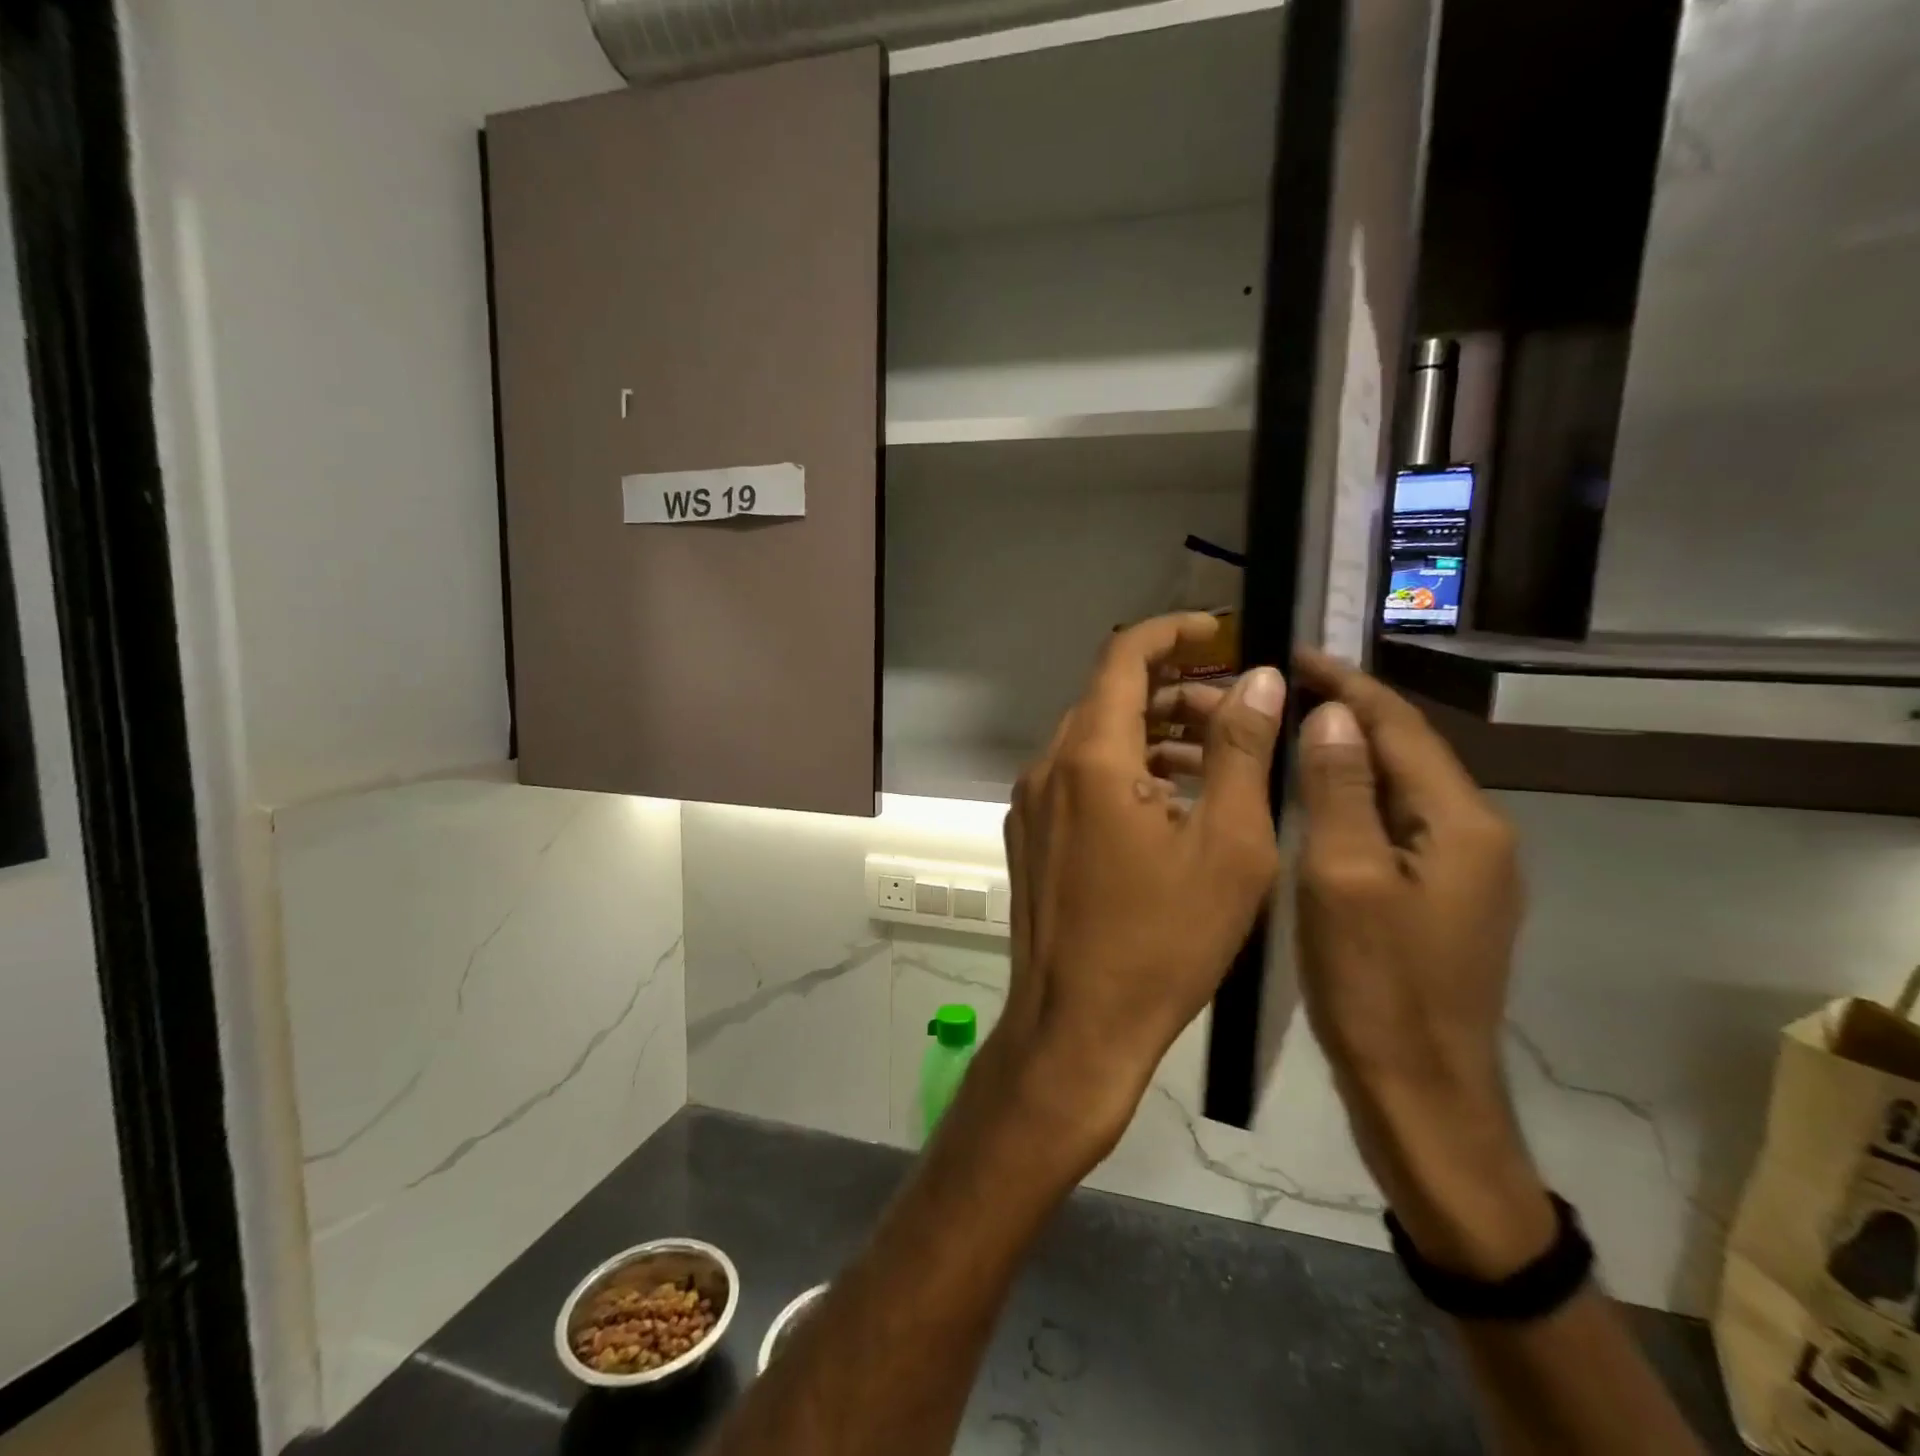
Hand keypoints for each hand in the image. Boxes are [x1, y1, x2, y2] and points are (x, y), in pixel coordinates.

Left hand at [989, 613, 1285, 1172]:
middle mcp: (1047, 767)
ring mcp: (1031, 803)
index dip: (1172, 632)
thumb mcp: (1228, 845)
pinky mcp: (1029, 836)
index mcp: (1090, 756)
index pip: (1123, 656)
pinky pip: (1078, 778)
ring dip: (1151, 733)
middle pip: (1109, 697)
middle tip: (1237, 710)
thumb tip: (1261, 679)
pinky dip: (1124, 770)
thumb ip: (1241, 750)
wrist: (1076, 1026)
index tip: (1220, 631)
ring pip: (1093, 739)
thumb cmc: (1163, 942)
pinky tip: (1170, 803)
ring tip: (1215, 757)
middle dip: (1174, 690)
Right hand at [1289, 649, 1551, 1276]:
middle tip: (1276, 690)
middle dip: (1344, 712)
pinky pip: (1391, 824)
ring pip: (1396, 789)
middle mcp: (1475, 835)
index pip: (1401, 727)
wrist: (1421, 1093)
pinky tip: (1310, 796)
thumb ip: (1341, 788)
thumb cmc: (1376, 986)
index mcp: (1461, 823)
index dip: (1347, 685)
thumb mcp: (1344, 878)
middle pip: (1405, 752)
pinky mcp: (1438, 897)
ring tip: (1283, 730)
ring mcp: (1461, 870)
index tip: (1294, 654)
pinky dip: (1350, 796)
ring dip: (1345, 753)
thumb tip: (1333, 712)